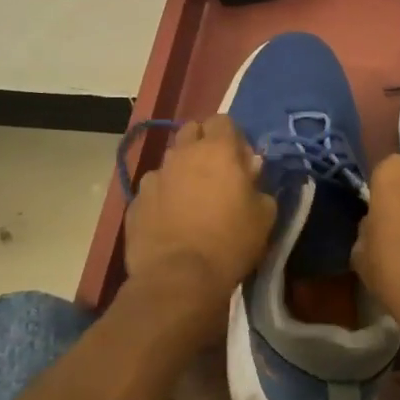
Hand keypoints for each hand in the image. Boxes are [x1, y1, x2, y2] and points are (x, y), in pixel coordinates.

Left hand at [123, 117, 275, 327]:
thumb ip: (259, 185)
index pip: (223, 120)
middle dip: (203, 144)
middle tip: (216, 173)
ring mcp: (154, 177)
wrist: (178, 279)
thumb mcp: (265, 215)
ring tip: (191, 200)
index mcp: (217, 150)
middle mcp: (182, 154)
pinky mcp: (135, 202)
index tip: (241, 161)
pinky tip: (171, 221)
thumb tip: (250, 172)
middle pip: (191, 131)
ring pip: (170, 161)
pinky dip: (163, 198)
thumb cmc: (230, 242)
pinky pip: (153, 190)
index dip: (233, 137)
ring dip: (182, 171)